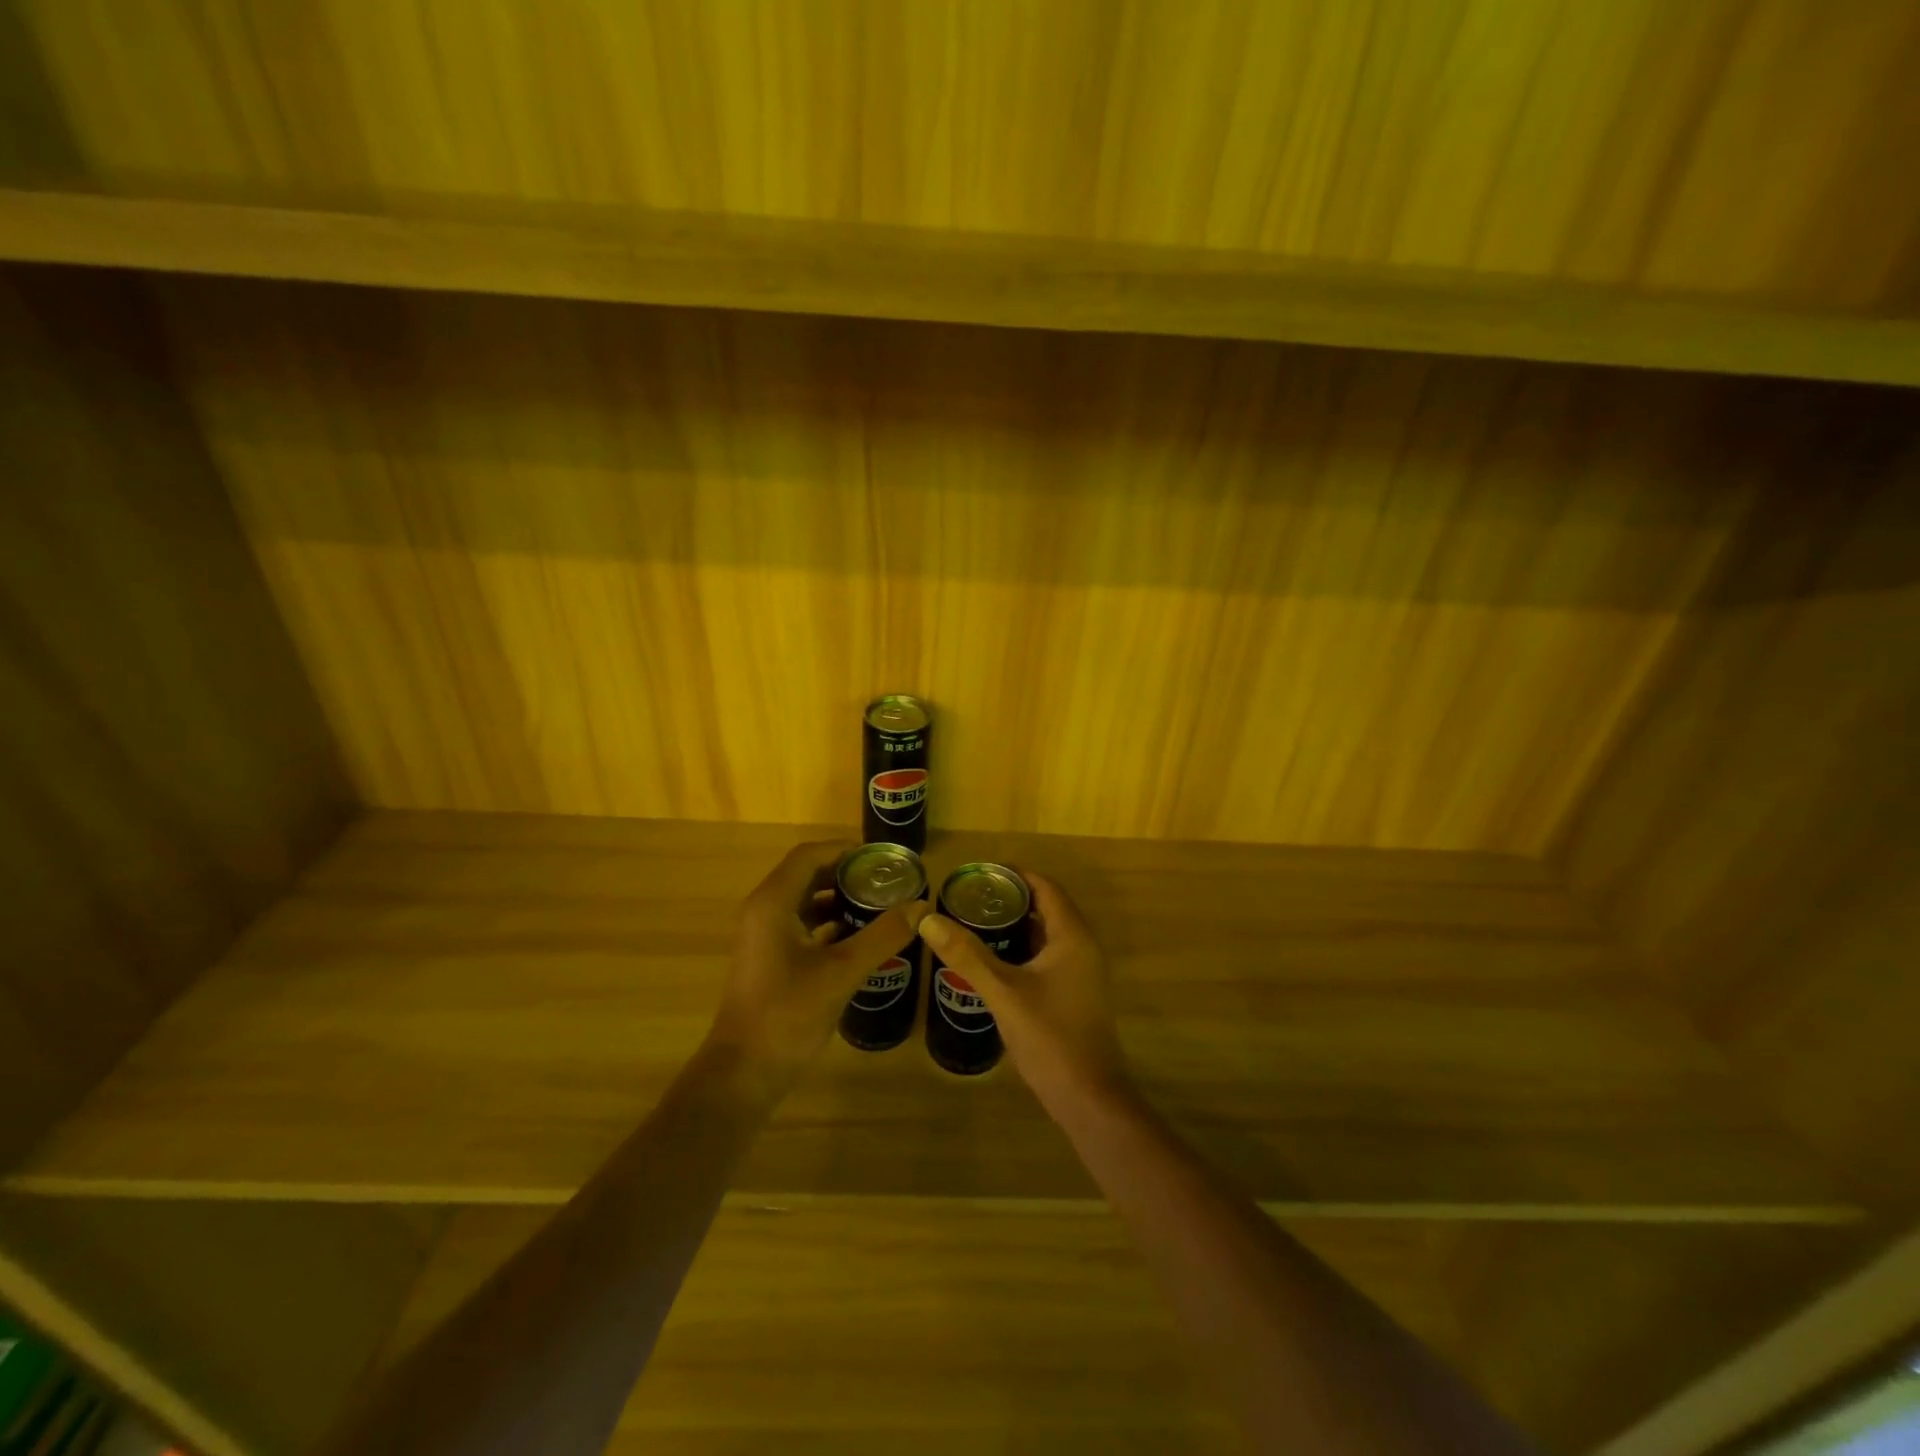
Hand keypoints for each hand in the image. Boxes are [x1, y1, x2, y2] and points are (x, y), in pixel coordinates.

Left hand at [706, 841, 928, 1099]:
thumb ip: (883, 935)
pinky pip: (800, 925)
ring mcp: (763, 936)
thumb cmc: (788, 1014)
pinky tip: (858, 938)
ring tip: (879, 906)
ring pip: (804, 900)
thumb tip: (922, 906)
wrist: (744, 1073)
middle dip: (846, 874)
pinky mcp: (768, 958)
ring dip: (838, 899)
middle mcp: (763, 910)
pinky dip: (828, 923)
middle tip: (887, 882)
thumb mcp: (842, 972)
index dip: (846, 850)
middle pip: (807, 874)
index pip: (810, 855)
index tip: (882, 860)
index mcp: (773, 902)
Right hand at [919, 872, 1128, 1112]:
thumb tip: (928, 919)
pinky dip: (1023, 949)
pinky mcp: (1075, 992)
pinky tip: (993, 960)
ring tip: (975, 923)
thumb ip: (966, 954)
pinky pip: (1048, 955)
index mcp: (1072, 936)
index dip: (1014, 875)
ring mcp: (1082, 971)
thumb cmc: (1050, 1037)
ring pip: (1047, 933)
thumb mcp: (1002, 992)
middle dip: (1010, 899)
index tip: (979, 873)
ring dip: (1016, 925)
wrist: (1088, 1097)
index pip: (1045, 887)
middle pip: (1046, 907)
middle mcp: (1082, 946)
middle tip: (970, 898)